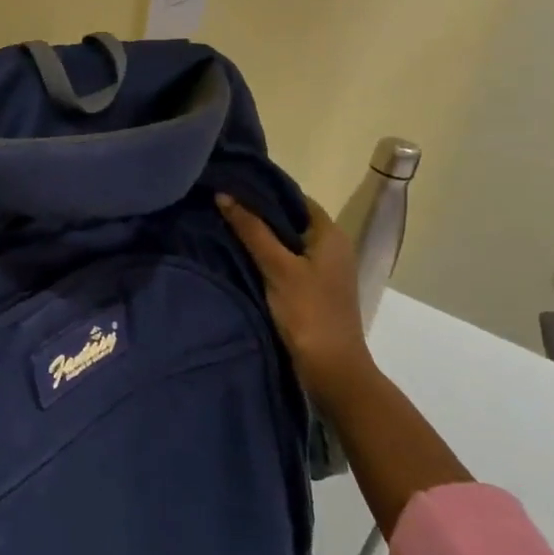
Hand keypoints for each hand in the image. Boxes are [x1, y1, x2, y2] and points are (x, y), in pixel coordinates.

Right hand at [217, 192, 377, 411]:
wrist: (332, 369)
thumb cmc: (308, 312)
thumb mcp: (277, 267)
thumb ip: (251, 230)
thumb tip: (224, 195)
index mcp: (330, 233)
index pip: (295, 198)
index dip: (264, 190)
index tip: (232, 185)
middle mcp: (332, 246)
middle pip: (291, 219)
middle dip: (258, 213)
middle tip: (221, 205)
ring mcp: (324, 269)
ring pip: (288, 241)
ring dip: (261, 236)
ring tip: (224, 227)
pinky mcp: (314, 288)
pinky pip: (287, 261)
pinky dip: (267, 256)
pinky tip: (241, 256)